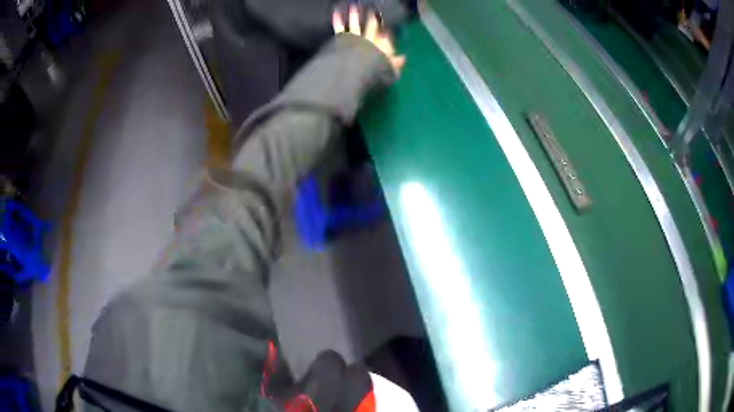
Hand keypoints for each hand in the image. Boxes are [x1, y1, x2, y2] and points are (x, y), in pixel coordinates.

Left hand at [332, 6, 405, 74]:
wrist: (358, 66)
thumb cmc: (376, 69)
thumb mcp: (390, 68)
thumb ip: (396, 63)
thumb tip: (403, 58)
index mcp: (382, 45)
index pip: (385, 37)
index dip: (385, 32)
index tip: (386, 28)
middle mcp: (369, 38)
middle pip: (371, 26)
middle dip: (372, 19)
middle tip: (372, 11)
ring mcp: (356, 37)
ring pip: (356, 24)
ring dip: (355, 15)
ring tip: (354, 7)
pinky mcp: (343, 38)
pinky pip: (340, 28)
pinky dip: (337, 20)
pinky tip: (335, 13)